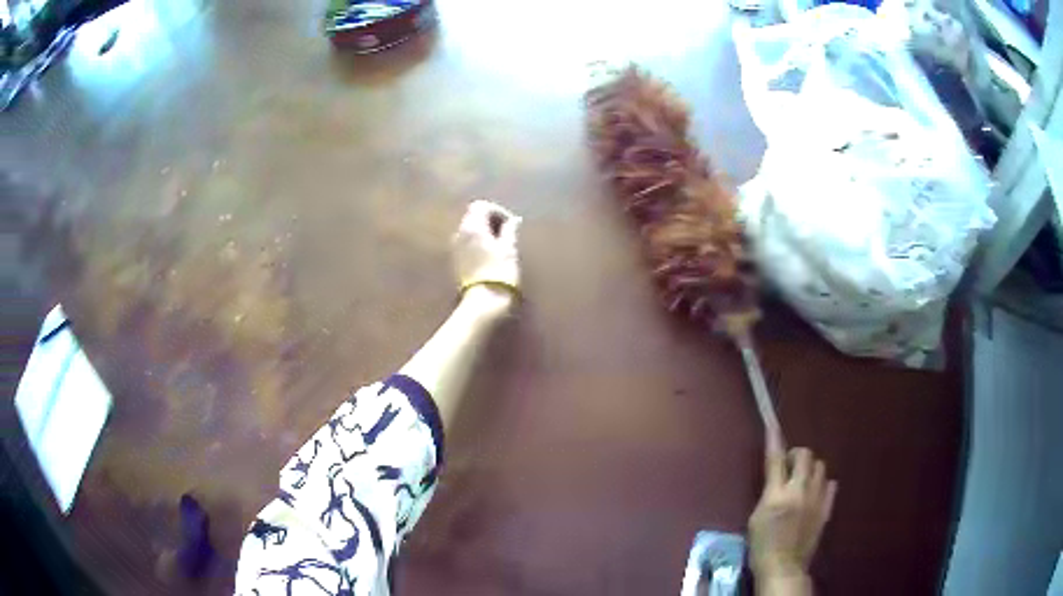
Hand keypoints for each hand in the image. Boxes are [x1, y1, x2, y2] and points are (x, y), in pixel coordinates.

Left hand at [452, 200, 521, 315]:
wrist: (484, 301)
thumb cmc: (500, 272)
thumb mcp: (509, 249)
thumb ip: (509, 230)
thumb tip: (513, 221)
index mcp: (472, 227)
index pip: (481, 206)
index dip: (498, 211)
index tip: (511, 223)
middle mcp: (460, 233)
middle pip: (473, 216)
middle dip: (490, 220)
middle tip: (508, 232)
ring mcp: (456, 247)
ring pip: (470, 229)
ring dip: (485, 231)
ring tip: (501, 244)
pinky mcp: (457, 260)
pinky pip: (467, 242)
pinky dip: (478, 242)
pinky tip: (491, 254)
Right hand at [749, 444, 836, 583]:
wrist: (783, 566)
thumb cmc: (762, 545)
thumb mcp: (756, 518)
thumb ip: (768, 494)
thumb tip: (777, 479)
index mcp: (776, 495)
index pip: (775, 460)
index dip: (774, 440)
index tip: (773, 425)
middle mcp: (799, 491)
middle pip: (805, 456)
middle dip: (798, 456)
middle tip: (791, 467)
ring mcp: (816, 499)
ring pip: (821, 467)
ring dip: (811, 469)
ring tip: (804, 481)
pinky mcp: (826, 509)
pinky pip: (831, 485)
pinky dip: (823, 484)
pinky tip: (816, 493)